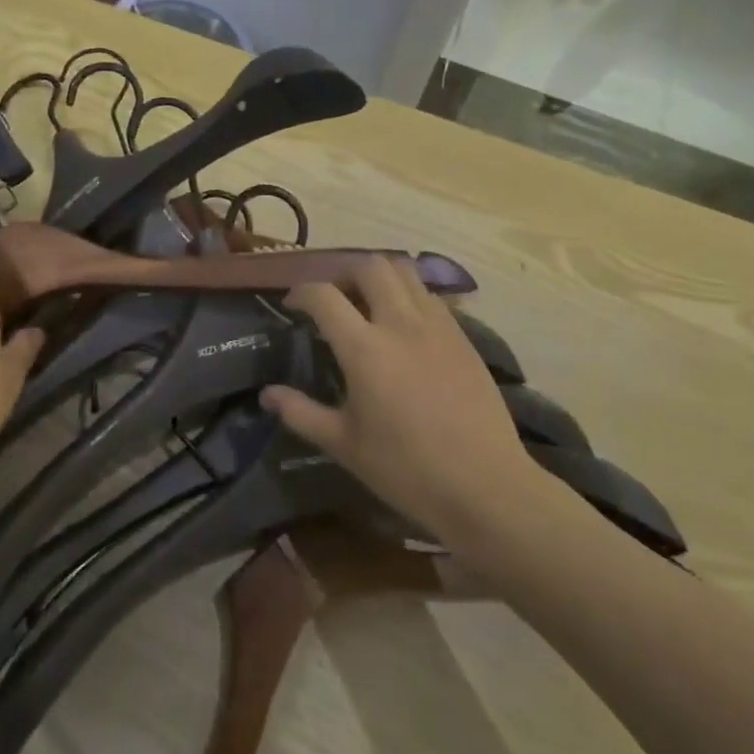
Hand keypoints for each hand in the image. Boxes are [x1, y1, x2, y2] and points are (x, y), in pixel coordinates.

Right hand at [262, 258, 548, 548]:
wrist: (486, 487)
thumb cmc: (407, 470)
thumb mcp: (345, 446)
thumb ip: (302, 413)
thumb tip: (267, 395)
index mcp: (364, 348)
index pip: (324, 295)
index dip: (301, 292)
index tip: (293, 304)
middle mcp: (399, 323)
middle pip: (368, 266)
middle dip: (343, 272)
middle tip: (334, 297)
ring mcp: (436, 325)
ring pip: (404, 271)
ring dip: (379, 276)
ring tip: (369, 301)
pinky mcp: (462, 336)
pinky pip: (430, 295)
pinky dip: (409, 294)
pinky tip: (405, 325)